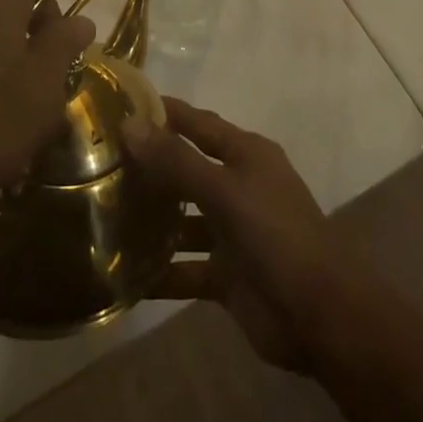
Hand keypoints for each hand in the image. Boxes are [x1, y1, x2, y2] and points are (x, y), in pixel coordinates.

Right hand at [124, 98, 387, 372]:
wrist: (322, 316)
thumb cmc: (276, 235)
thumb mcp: (225, 191)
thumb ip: (177, 161)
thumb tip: (130, 124)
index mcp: (246, 154)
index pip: (198, 123)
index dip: (164, 113)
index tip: (121, 105)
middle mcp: (239, 186)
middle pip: (187, 169)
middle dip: (150, 168)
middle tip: (99, 164)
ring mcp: (233, 232)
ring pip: (184, 220)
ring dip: (152, 220)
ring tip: (103, 217)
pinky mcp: (227, 275)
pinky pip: (186, 268)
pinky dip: (161, 272)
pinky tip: (123, 277)